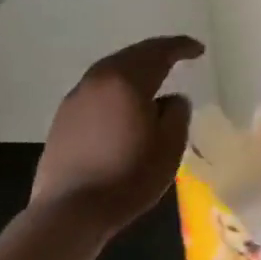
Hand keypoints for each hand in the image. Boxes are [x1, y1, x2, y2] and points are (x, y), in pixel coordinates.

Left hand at [31, 36, 203, 236]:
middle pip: (131, 55)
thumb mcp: (169, 147)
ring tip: (152, 77)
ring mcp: (76, 98)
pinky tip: (124, 102)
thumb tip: (172, 99)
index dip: (181, 47)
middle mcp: (98, 80)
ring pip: (111, 70)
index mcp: (127, 81)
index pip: (159, 52)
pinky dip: (116, 86)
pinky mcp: (63, 118)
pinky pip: (97, 89)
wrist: (70, 212)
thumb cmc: (127, 177)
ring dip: (134, 68)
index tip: (198, 50)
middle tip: (177, 55)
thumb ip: (177, 113)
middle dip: (156, 52)